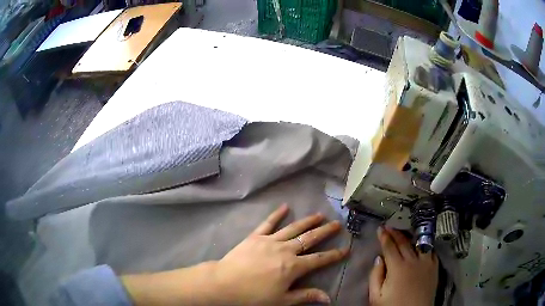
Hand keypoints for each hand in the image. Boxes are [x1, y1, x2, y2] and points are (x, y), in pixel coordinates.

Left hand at [212, 204, 348, 304]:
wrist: (224, 284)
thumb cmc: (253, 296)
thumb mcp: (282, 300)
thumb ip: (306, 296)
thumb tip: (328, 298)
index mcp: (293, 267)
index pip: (319, 260)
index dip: (334, 255)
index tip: (345, 249)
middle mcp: (285, 250)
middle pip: (309, 239)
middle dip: (325, 232)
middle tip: (337, 224)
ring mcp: (270, 241)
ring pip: (293, 228)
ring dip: (307, 221)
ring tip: (319, 215)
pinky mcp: (255, 237)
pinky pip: (268, 223)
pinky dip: (276, 214)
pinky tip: (285, 207)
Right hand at [369, 227, 437, 305]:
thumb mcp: (376, 296)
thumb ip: (375, 276)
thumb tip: (379, 259)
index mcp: (397, 267)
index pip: (390, 247)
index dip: (384, 236)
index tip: (380, 228)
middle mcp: (413, 260)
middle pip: (403, 242)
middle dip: (395, 233)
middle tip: (389, 227)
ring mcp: (426, 262)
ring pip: (417, 243)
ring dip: (409, 237)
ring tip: (403, 234)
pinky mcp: (434, 266)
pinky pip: (430, 250)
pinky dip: (423, 246)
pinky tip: (420, 246)